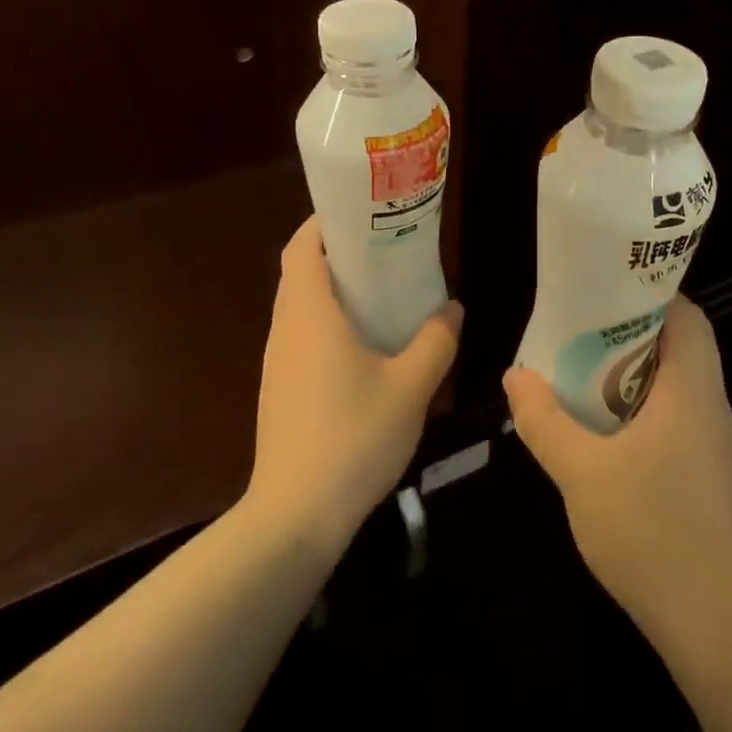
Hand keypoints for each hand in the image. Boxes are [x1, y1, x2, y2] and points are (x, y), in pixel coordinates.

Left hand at [247, 217, 461, 556]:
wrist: (295, 517)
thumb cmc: (354, 438)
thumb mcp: (411, 387)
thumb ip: (436, 341)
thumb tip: (452, 308)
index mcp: (310, 315)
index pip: (302, 247)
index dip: (325, 222)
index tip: (361, 213)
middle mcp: (286, 331)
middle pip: (301, 273)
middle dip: (338, 254)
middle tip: (386, 250)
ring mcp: (279, 364)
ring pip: (301, 308)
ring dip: (335, 291)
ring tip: (383, 293)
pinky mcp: (281, 392)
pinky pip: (303, 338)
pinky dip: (329, 324)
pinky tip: (367, 348)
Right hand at [504, 296, 731, 640]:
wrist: (710, 619)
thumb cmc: (650, 531)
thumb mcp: (581, 472)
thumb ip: (544, 420)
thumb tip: (515, 375)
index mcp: (691, 389)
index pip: (686, 315)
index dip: (649, 292)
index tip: (603, 289)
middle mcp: (709, 404)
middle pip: (679, 343)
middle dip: (630, 329)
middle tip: (579, 327)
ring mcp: (710, 440)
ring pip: (675, 381)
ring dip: (632, 369)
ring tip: (580, 366)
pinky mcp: (704, 469)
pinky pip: (673, 413)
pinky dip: (639, 403)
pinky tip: (600, 424)